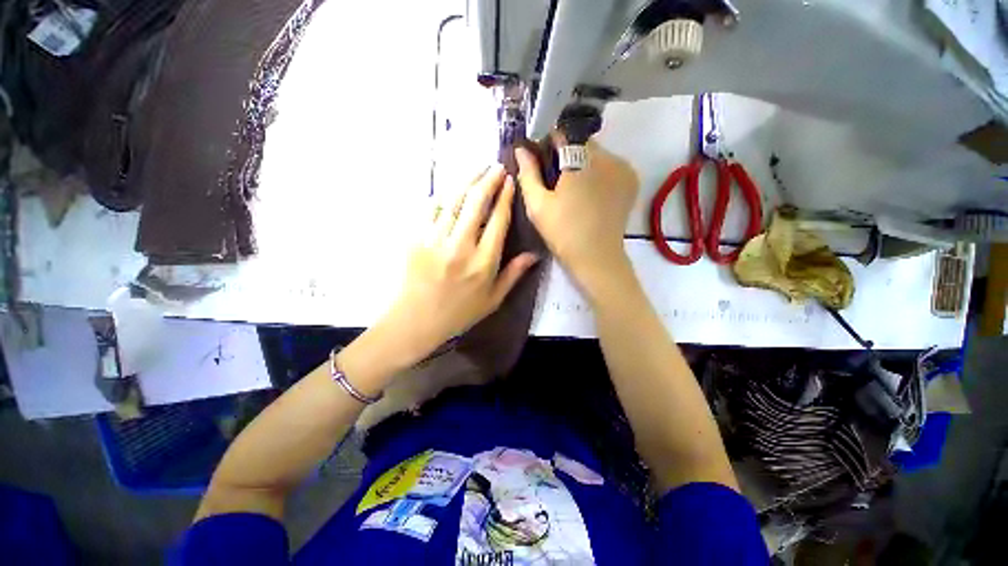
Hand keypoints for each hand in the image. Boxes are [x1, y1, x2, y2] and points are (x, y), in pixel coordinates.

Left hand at [376, 164, 538, 362]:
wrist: (416, 321)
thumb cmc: (459, 313)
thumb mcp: (493, 299)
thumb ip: (513, 274)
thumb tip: (534, 255)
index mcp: (483, 263)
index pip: (497, 221)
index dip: (505, 198)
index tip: (509, 181)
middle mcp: (461, 247)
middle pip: (476, 203)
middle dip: (488, 180)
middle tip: (496, 166)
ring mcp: (436, 240)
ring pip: (453, 201)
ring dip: (467, 182)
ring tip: (478, 169)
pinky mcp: (417, 239)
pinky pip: (431, 210)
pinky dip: (443, 196)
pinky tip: (451, 190)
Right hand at [516, 139, 638, 294]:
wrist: (596, 257)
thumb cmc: (562, 232)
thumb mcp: (537, 204)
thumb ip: (528, 173)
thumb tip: (521, 149)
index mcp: (581, 160)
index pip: (563, 133)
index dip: (548, 142)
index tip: (539, 158)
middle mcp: (607, 156)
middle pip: (582, 143)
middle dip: (566, 154)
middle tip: (555, 178)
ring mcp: (623, 168)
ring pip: (597, 154)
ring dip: (582, 162)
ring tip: (572, 188)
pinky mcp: (631, 181)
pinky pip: (610, 166)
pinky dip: (598, 172)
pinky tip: (589, 192)